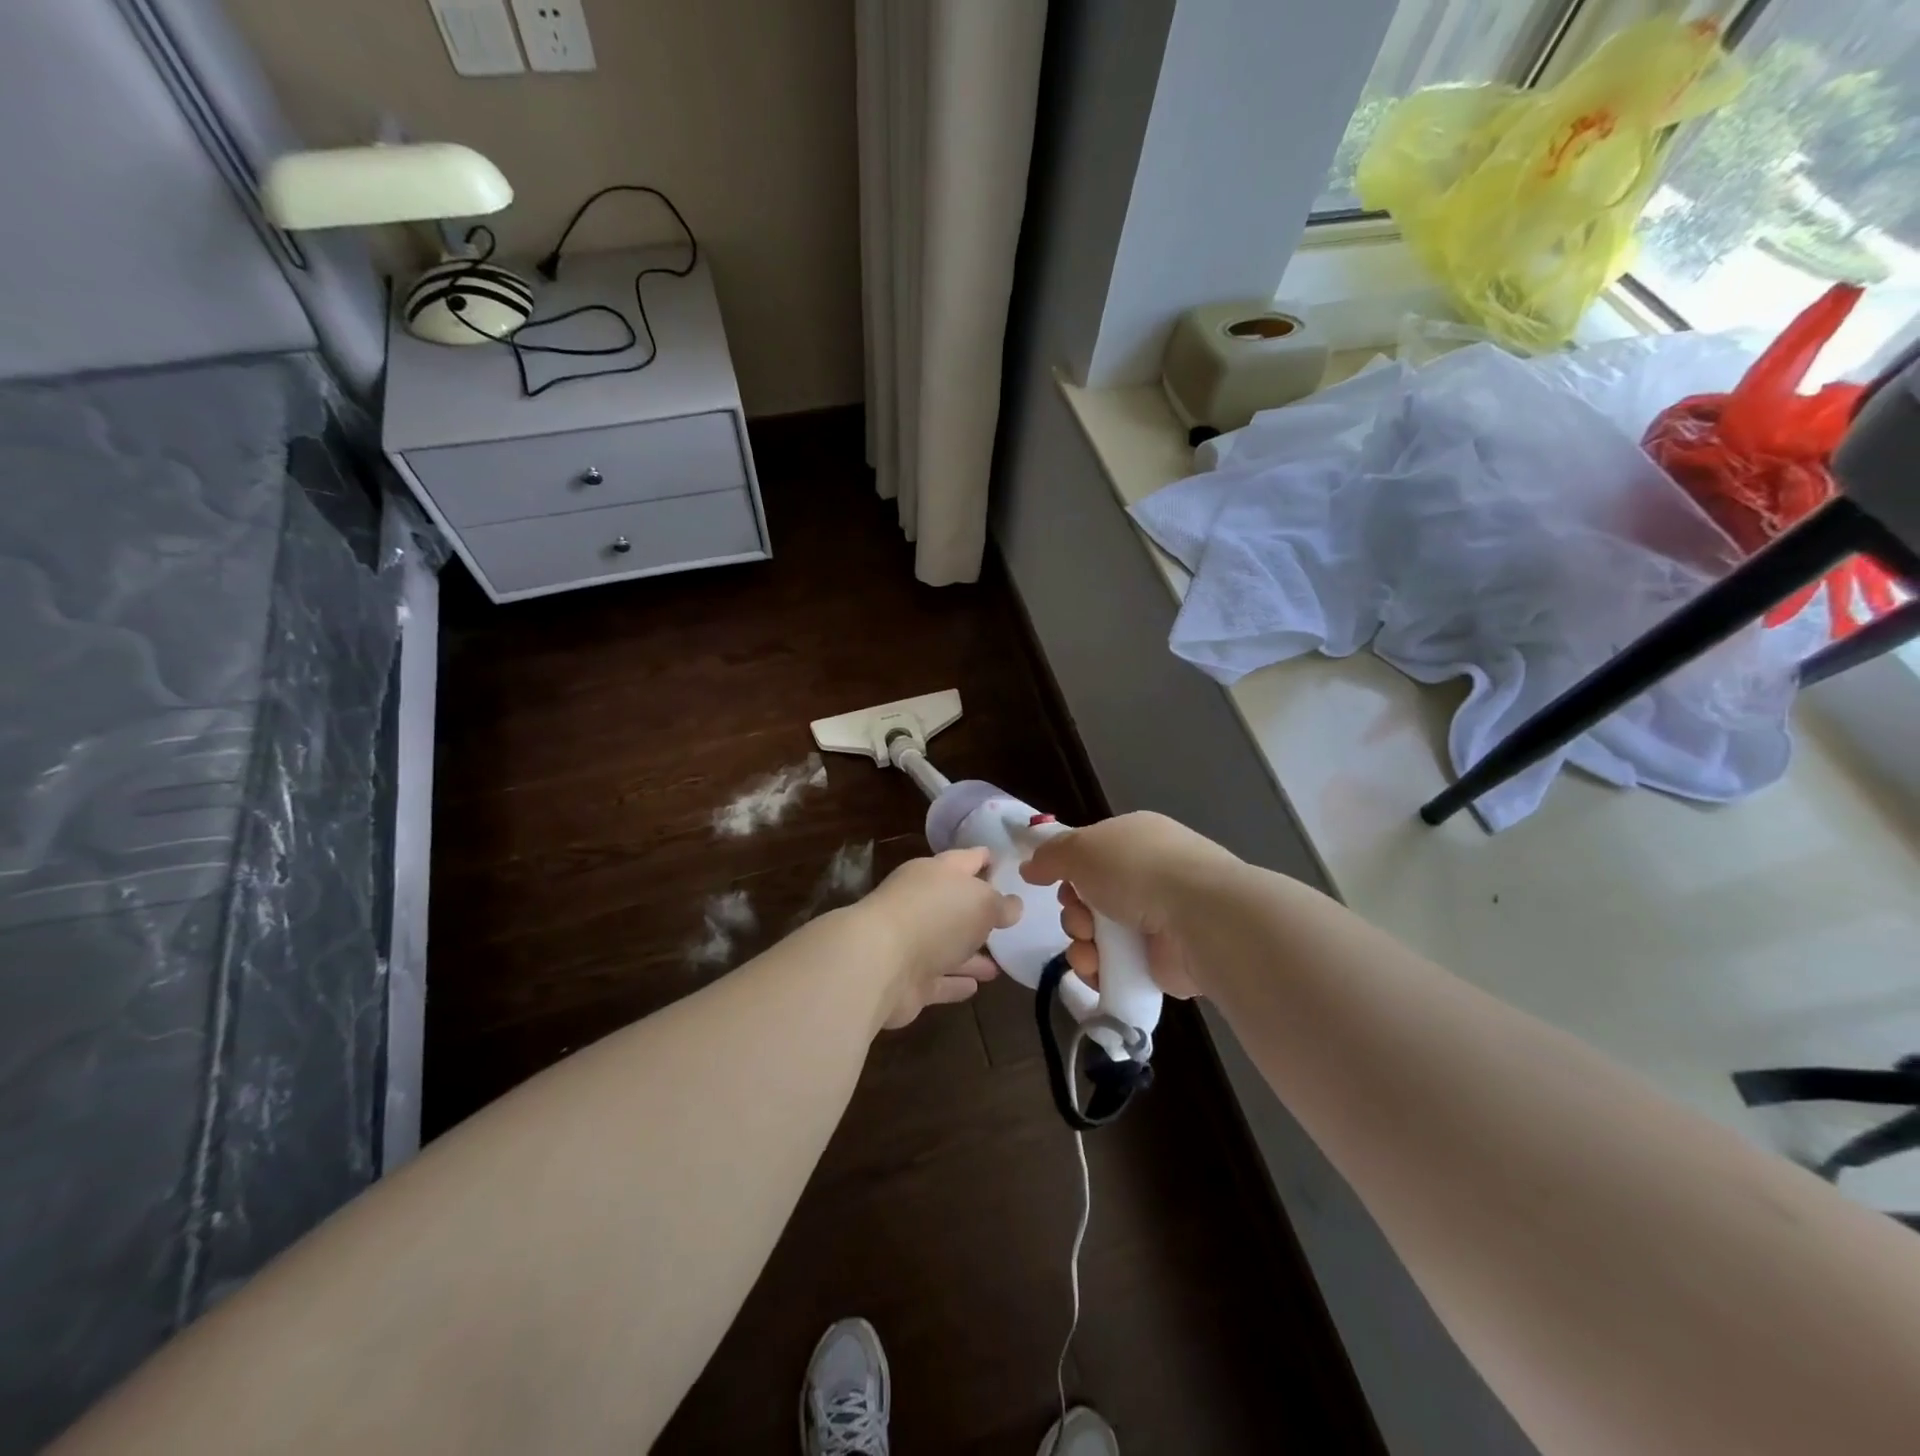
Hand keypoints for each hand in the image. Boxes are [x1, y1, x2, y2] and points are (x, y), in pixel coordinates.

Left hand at [857, 848, 1021, 1029]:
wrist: (879, 963)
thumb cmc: (935, 917)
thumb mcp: (982, 902)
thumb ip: (1001, 904)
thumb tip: (1013, 905)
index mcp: (935, 873)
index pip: (966, 859)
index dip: (985, 858)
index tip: (1004, 862)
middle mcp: (921, 904)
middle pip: (955, 905)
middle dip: (979, 914)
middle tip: (1008, 922)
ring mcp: (911, 943)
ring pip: (948, 947)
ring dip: (971, 955)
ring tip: (1000, 964)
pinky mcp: (907, 981)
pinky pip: (939, 980)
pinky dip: (955, 982)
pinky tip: (976, 987)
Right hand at [1020, 812, 1231, 999]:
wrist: (1198, 916)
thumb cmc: (1137, 869)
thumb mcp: (1082, 848)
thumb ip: (1051, 856)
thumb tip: (1031, 867)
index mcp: (1136, 839)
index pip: (1091, 854)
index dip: (1068, 870)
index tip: (1055, 883)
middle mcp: (1148, 876)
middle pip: (1089, 898)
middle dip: (1074, 912)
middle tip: (1080, 919)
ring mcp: (1157, 920)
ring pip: (1098, 935)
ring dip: (1082, 944)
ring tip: (1089, 949)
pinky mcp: (1162, 960)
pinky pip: (1116, 966)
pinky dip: (1100, 970)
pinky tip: (1098, 970)